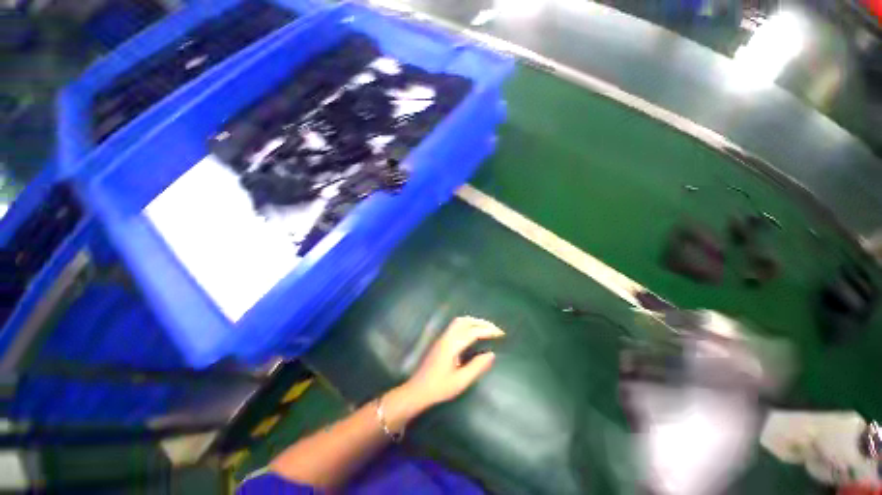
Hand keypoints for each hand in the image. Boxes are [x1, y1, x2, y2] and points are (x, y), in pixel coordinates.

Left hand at [401, 316, 504, 410]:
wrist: (417, 390)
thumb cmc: (439, 388)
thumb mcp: (460, 381)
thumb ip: (476, 367)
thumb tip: (491, 354)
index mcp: (452, 345)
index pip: (472, 332)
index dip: (488, 330)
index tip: (501, 334)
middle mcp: (447, 337)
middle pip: (465, 322)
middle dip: (482, 323)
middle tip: (496, 329)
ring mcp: (442, 337)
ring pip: (459, 321)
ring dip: (474, 321)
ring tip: (486, 328)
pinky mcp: (441, 340)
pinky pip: (456, 325)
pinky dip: (467, 323)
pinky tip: (473, 332)